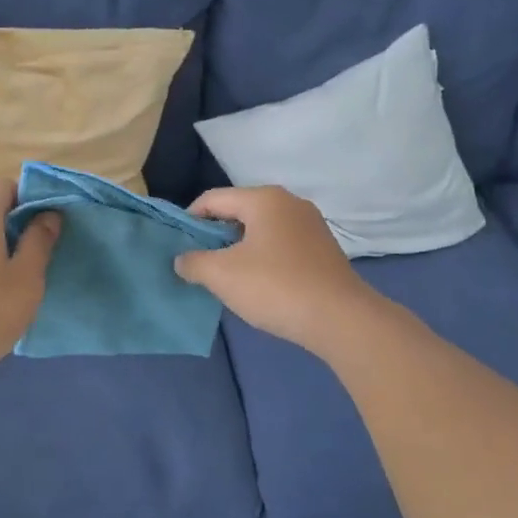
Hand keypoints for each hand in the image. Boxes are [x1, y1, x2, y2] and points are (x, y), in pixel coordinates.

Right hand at [173, 186, 380, 351]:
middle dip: (214, 236)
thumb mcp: (222, 275)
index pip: (213, 199)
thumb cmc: (275, 287)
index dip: (189, 220)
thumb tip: (182, 260)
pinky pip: (280, 246)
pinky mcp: (323, 250)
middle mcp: (289, 203)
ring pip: (260, 230)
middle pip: (238, 212)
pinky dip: (262, 259)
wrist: (340, 319)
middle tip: (198, 263)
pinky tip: (257, 285)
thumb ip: (193, 262)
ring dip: (238, 250)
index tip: (177, 246)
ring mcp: (311, 226)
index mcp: (264, 199)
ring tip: (224, 277)